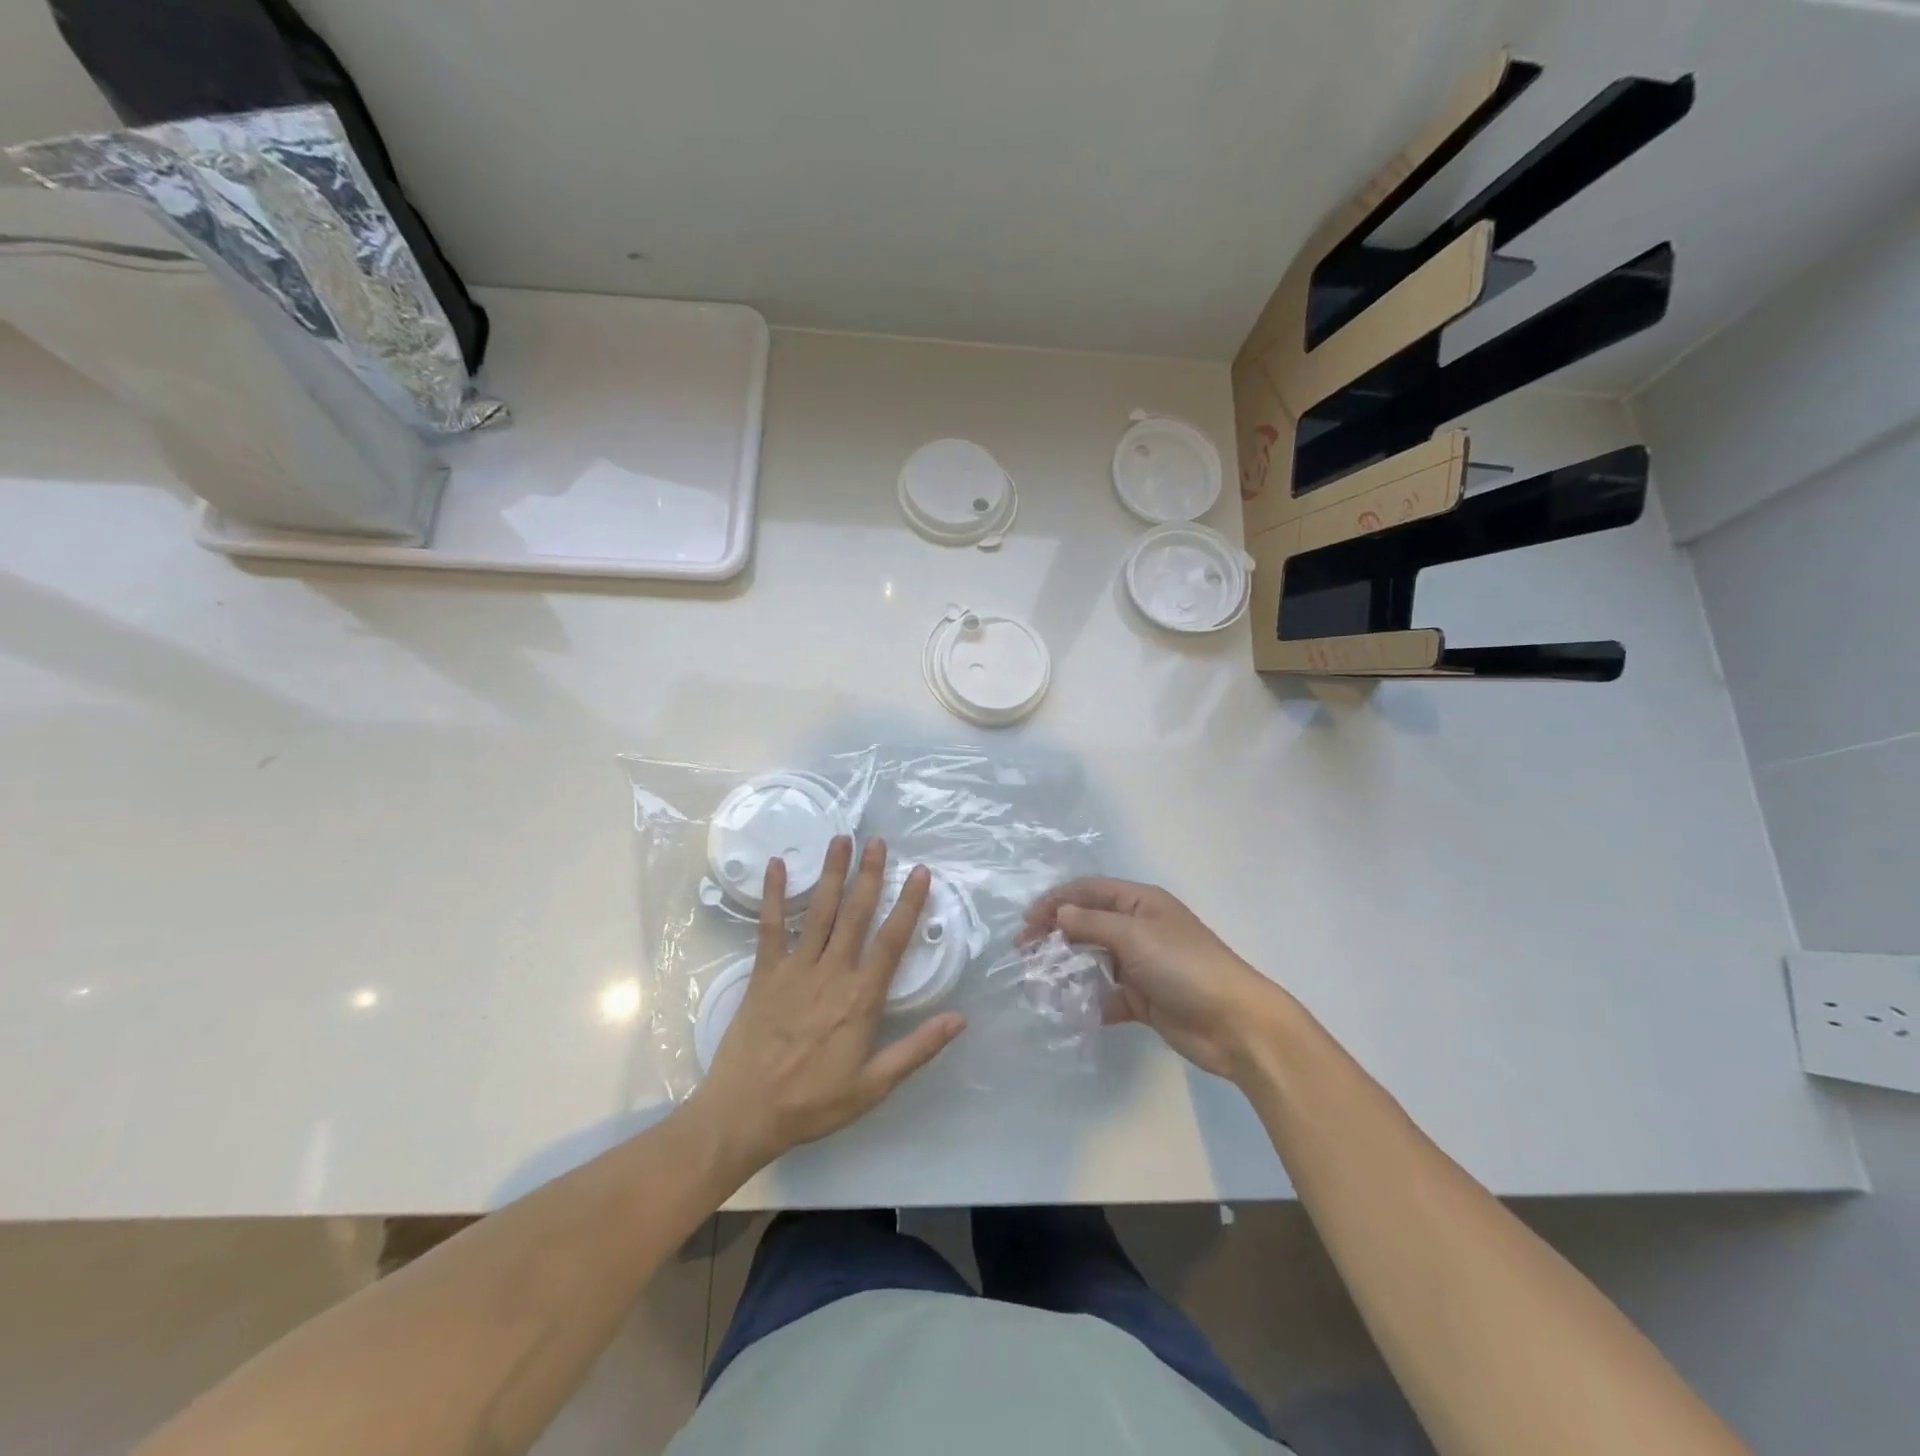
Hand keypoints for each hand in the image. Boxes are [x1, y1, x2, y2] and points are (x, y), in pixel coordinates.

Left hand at [691, 837, 966, 1173]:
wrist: (745, 1113)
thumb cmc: (813, 1103)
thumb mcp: (874, 1086)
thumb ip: (917, 1049)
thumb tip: (960, 1018)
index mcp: (862, 998)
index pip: (892, 940)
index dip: (908, 903)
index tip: (920, 872)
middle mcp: (832, 972)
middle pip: (856, 913)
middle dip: (869, 875)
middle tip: (878, 841)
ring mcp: (795, 968)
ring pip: (820, 911)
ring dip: (832, 874)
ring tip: (841, 840)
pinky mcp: (764, 972)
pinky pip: (771, 927)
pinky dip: (774, 895)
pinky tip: (777, 865)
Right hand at [1023, 878, 1287, 1079]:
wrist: (1234, 1023)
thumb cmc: (1183, 965)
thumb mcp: (1134, 935)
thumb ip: (1092, 922)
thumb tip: (1059, 914)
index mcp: (1140, 902)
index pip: (1088, 891)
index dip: (1056, 901)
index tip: (1027, 923)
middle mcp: (1139, 928)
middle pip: (1087, 924)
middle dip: (1056, 935)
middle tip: (1024, 952)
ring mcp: (1141, 964)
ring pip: (1094, 960)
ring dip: (1068, 969)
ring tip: (1040, 983)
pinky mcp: (1143, 999)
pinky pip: (1107, 995)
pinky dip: (1089, 1001)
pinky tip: (1071, 1011)